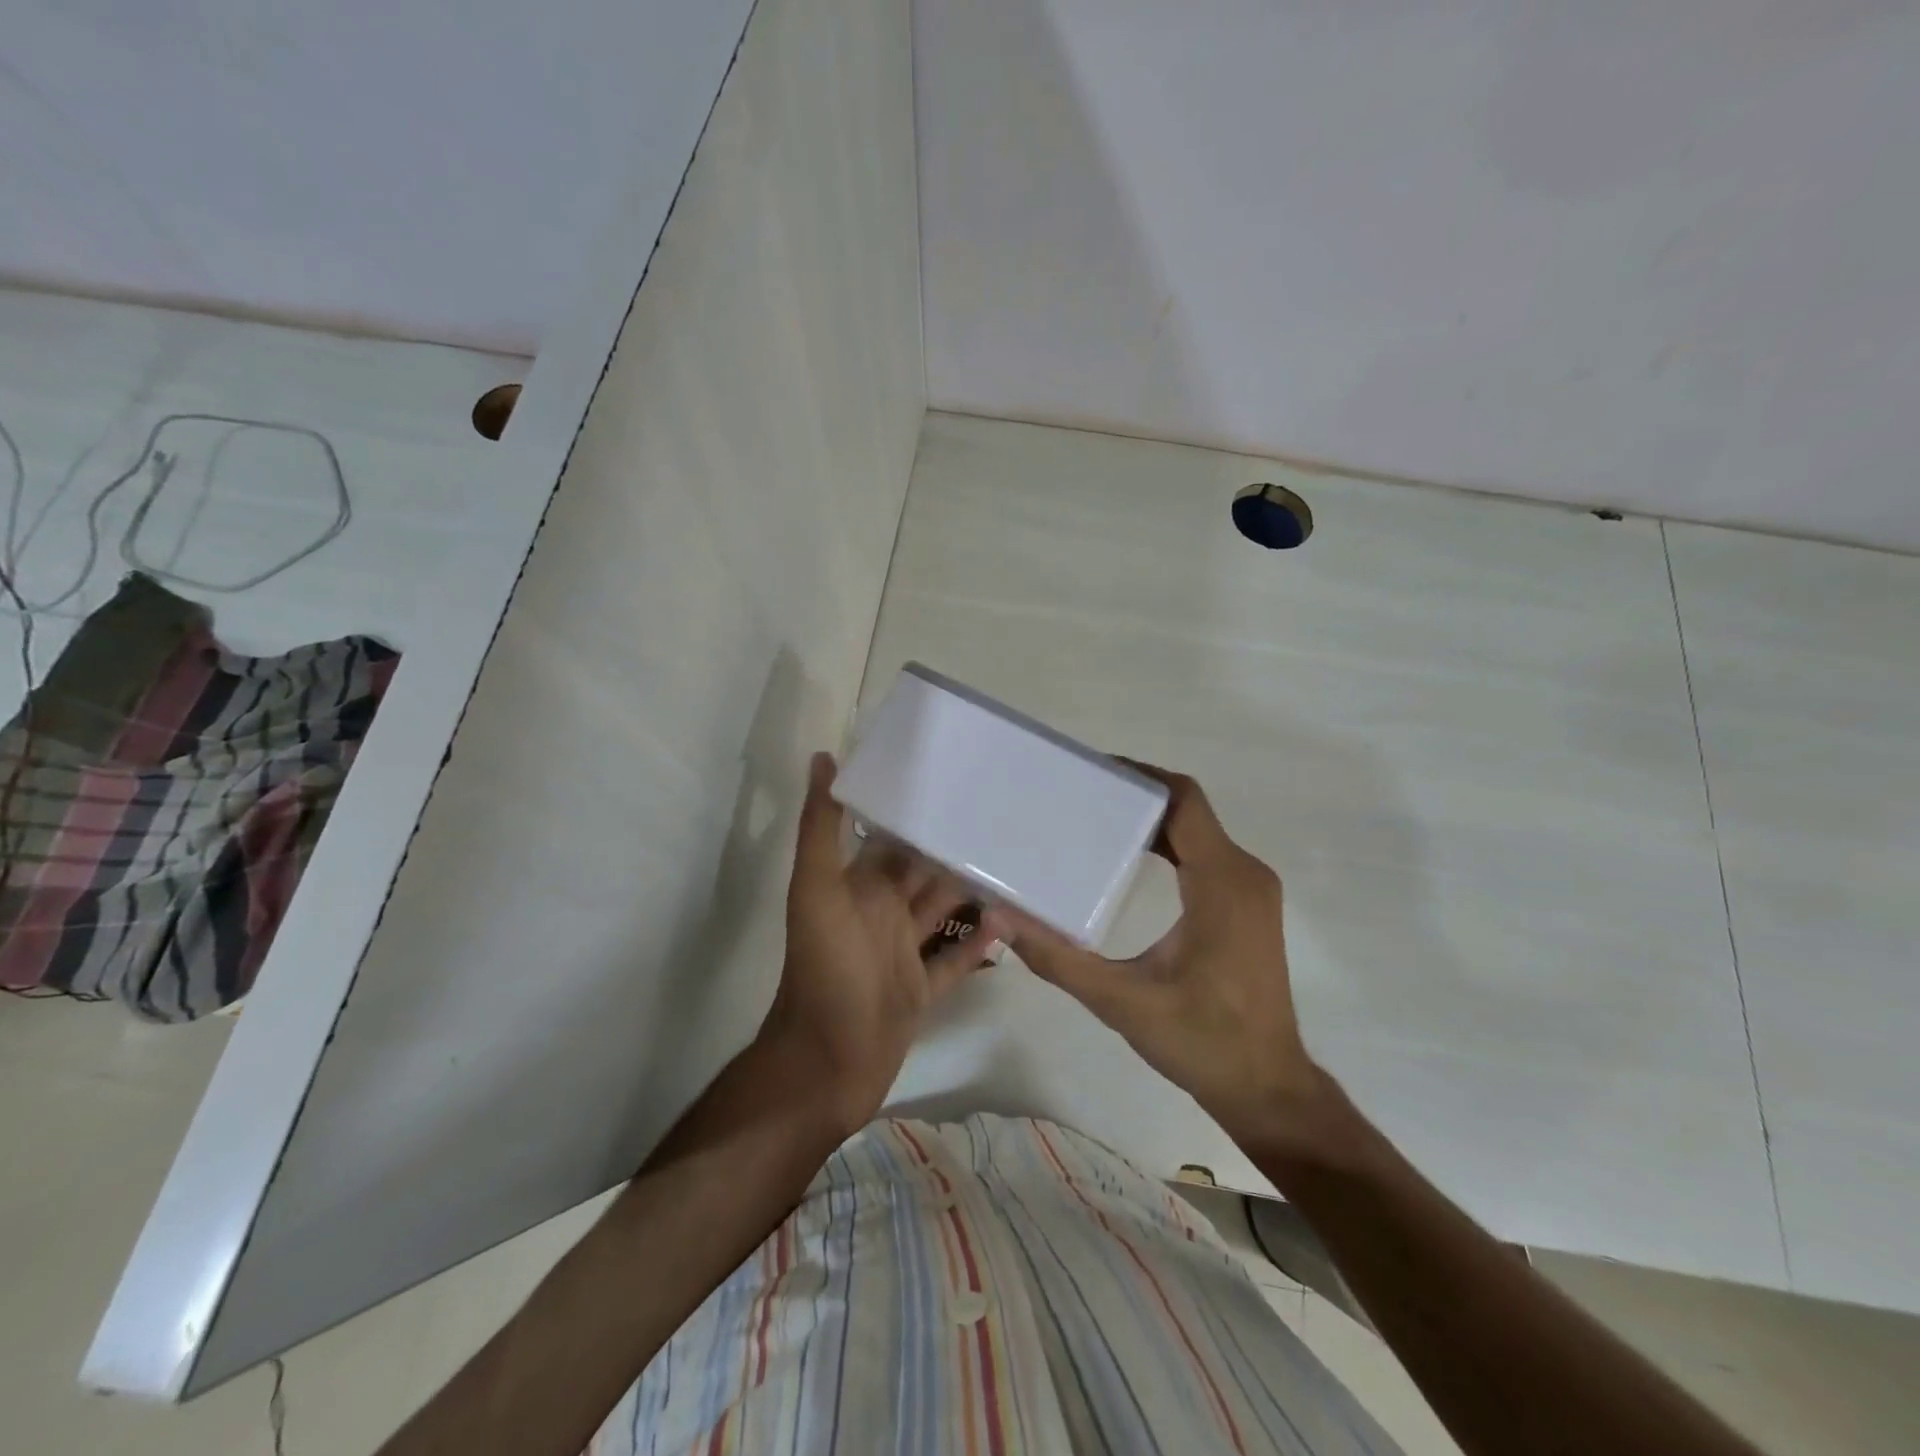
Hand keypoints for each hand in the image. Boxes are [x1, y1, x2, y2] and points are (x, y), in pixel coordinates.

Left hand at [761, 753, 1008, 1134]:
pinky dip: (980, 942)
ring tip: (1020, 864)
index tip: (962, 783)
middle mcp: (881, 913)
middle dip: (957, 849)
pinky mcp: (922, 990)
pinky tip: (1012, 920)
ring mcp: (902, 953)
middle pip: (925, 873)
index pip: (894, 838)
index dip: (921, 813)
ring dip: (975, 892)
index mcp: (859, 886)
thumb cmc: (825, 970)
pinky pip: (956, 959)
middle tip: (1006, 820)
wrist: (825, 1064)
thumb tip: (823, 758)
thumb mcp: (817, 891)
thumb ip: (820, 828)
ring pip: (945, 912)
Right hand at [1010, 762, 1327, 1146]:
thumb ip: (1059, 958)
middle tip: (1078, 796)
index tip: (1091, 771)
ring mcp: (1251, 890)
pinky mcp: (1247, 906)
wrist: (1268, 1088)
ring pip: (1198, 832)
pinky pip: (1207, 855)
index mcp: (1221, 882)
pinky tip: (1130, 859)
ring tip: (1093, 820)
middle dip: (1135, 797)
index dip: (1140, 776)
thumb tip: (1002, 919)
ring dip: (1151, 821)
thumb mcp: (1121, 1002)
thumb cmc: (1202, 1041)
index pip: (1183, 801)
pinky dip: (1169, 846)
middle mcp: (1243, 873)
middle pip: (1188, 811)